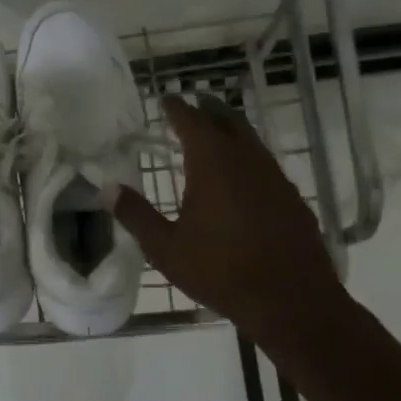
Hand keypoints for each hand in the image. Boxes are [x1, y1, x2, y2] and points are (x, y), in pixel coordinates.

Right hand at [112, 94, 353, 352]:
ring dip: (231, 131)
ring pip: (251, 140)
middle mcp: (246, 159)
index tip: (166, 99)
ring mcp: (275, 177)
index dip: (177, 108)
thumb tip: (108, 189)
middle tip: (193, 105)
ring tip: (215, 135)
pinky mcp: (292, 198)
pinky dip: (249, 157)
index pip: (191, 121)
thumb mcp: (166, 248)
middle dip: (208, 109)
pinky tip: (243, 177)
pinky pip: (266, 164)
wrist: (291, 301)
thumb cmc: (220, 271)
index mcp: (212, 163)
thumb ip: (136, 215)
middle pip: (227, 120)